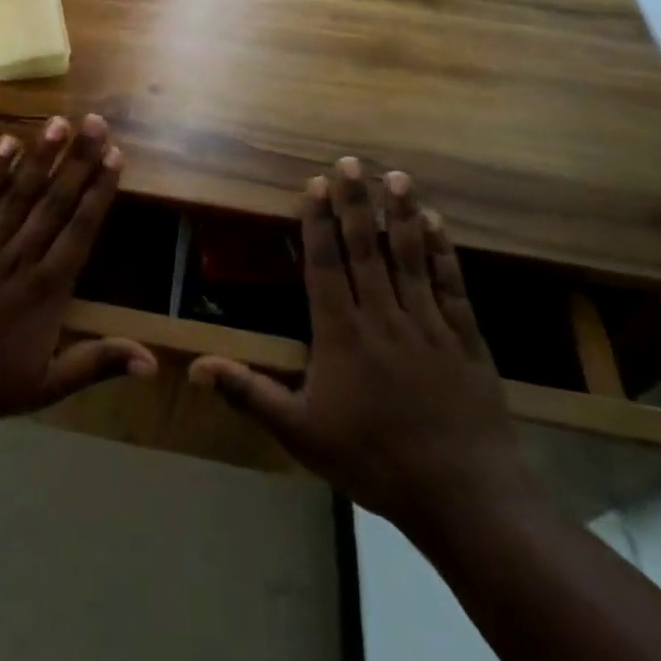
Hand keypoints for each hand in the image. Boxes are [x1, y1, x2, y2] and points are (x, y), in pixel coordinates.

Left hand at [0, 115, 157, 429]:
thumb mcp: (45, 386)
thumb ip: (97, 363)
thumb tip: (154, 363)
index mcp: (46, 291)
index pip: (80, 230)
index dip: (98, 192)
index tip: (114, 158)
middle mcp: (18, 258)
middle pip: (54, 202)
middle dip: (78, 161)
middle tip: (97, 124)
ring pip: (18, 194)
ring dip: (41, 156)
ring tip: (61, 122)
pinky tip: (7, 142)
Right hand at [190, 159, 531, 531]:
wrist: (465, 498)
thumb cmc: (373, 461)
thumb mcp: (300, 432)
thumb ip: (249, 393)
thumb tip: (194, 368)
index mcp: (341, 334)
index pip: (325, 265)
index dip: (318, 222)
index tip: (315, 184)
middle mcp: (383, 317)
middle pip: (367, 249)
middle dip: (355, 202)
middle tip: (350, 162)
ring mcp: (428, 325)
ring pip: (410, 258)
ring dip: (401, 215)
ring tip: (396, 176)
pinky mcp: (466, 341)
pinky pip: (452, 286)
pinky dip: (443, 253)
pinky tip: (437, 225)